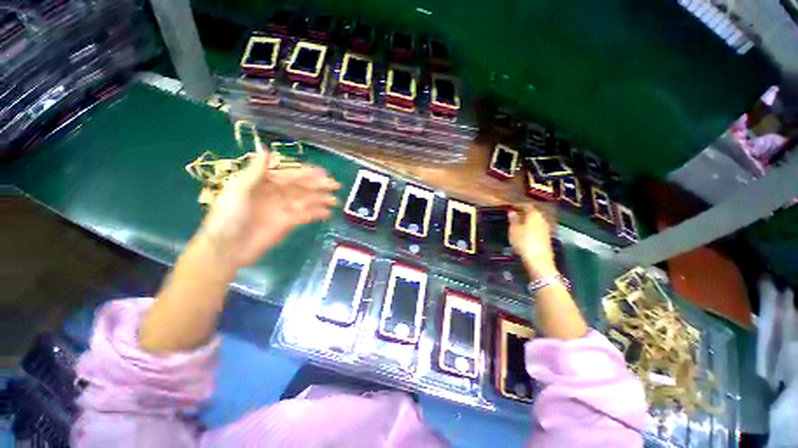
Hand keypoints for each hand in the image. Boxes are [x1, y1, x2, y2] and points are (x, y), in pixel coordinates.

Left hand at [196, 151, 339, 269]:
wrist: (227, 248)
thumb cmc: (229, 216)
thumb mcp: (239, 189)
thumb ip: (256, 170)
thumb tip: (266, 149)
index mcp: (263, 183)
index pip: (289, 174)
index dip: (306, 172)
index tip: (323, 172)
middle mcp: (276, 194)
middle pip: (301, 187)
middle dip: (318, 185)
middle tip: (335, 185)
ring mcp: (283, 209)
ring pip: (306, 201)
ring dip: (321, 199)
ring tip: (335, 200)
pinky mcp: (288, 223)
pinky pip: (306, 215)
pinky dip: (317, 214)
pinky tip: (327, 213)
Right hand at [508, 204, 557, 277]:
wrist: (539, 261)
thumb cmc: (524, 242)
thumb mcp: (514, 230)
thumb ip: (513, 220)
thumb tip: (511, 211)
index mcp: (534, 215)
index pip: (526, 206)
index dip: (518, 205)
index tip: (510, 206)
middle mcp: (542, 220)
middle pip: (533, 213)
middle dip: (523, 213)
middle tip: (513, 215)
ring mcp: (546, 230)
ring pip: (535, 222)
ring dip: (527, 222)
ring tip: (517, 224)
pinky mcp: (546, 239)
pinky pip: (537, 229)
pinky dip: (530, 229)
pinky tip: (524, 233)